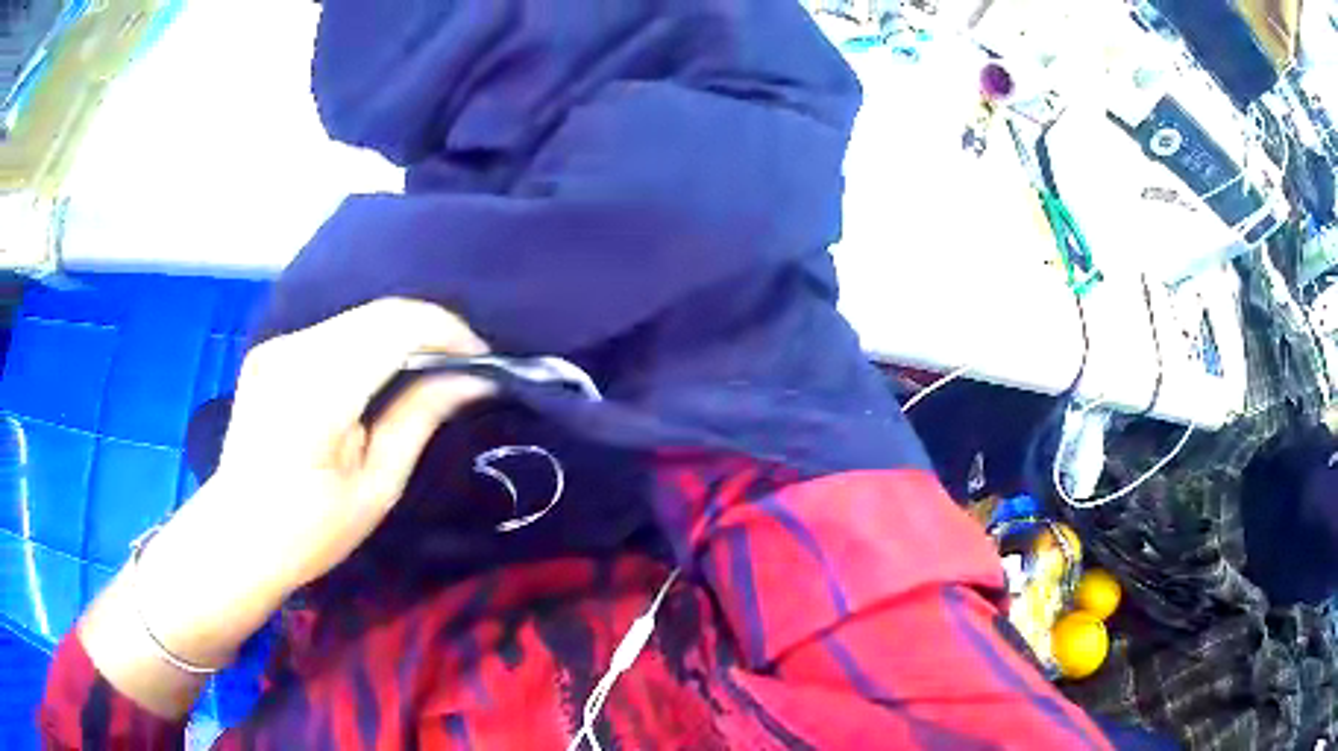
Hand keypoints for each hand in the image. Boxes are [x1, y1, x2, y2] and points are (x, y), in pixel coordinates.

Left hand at [80, 299, 494, 718]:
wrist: (238, 536)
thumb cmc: (309, 533)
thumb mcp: (376, 488)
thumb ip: (419, 419)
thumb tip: (472, 378)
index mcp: (316, 392)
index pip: (396, 327)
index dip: (448, 332)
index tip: (482, 361)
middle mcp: (292, 352)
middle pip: (380, 313)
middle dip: (431, 331)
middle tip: (463, 369)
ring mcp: (277, 346)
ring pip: (359, 317)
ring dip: (402, 336)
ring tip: (428, 373)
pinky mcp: (271, 349)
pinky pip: (335, 331)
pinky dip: (370, 343)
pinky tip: (381, 376)